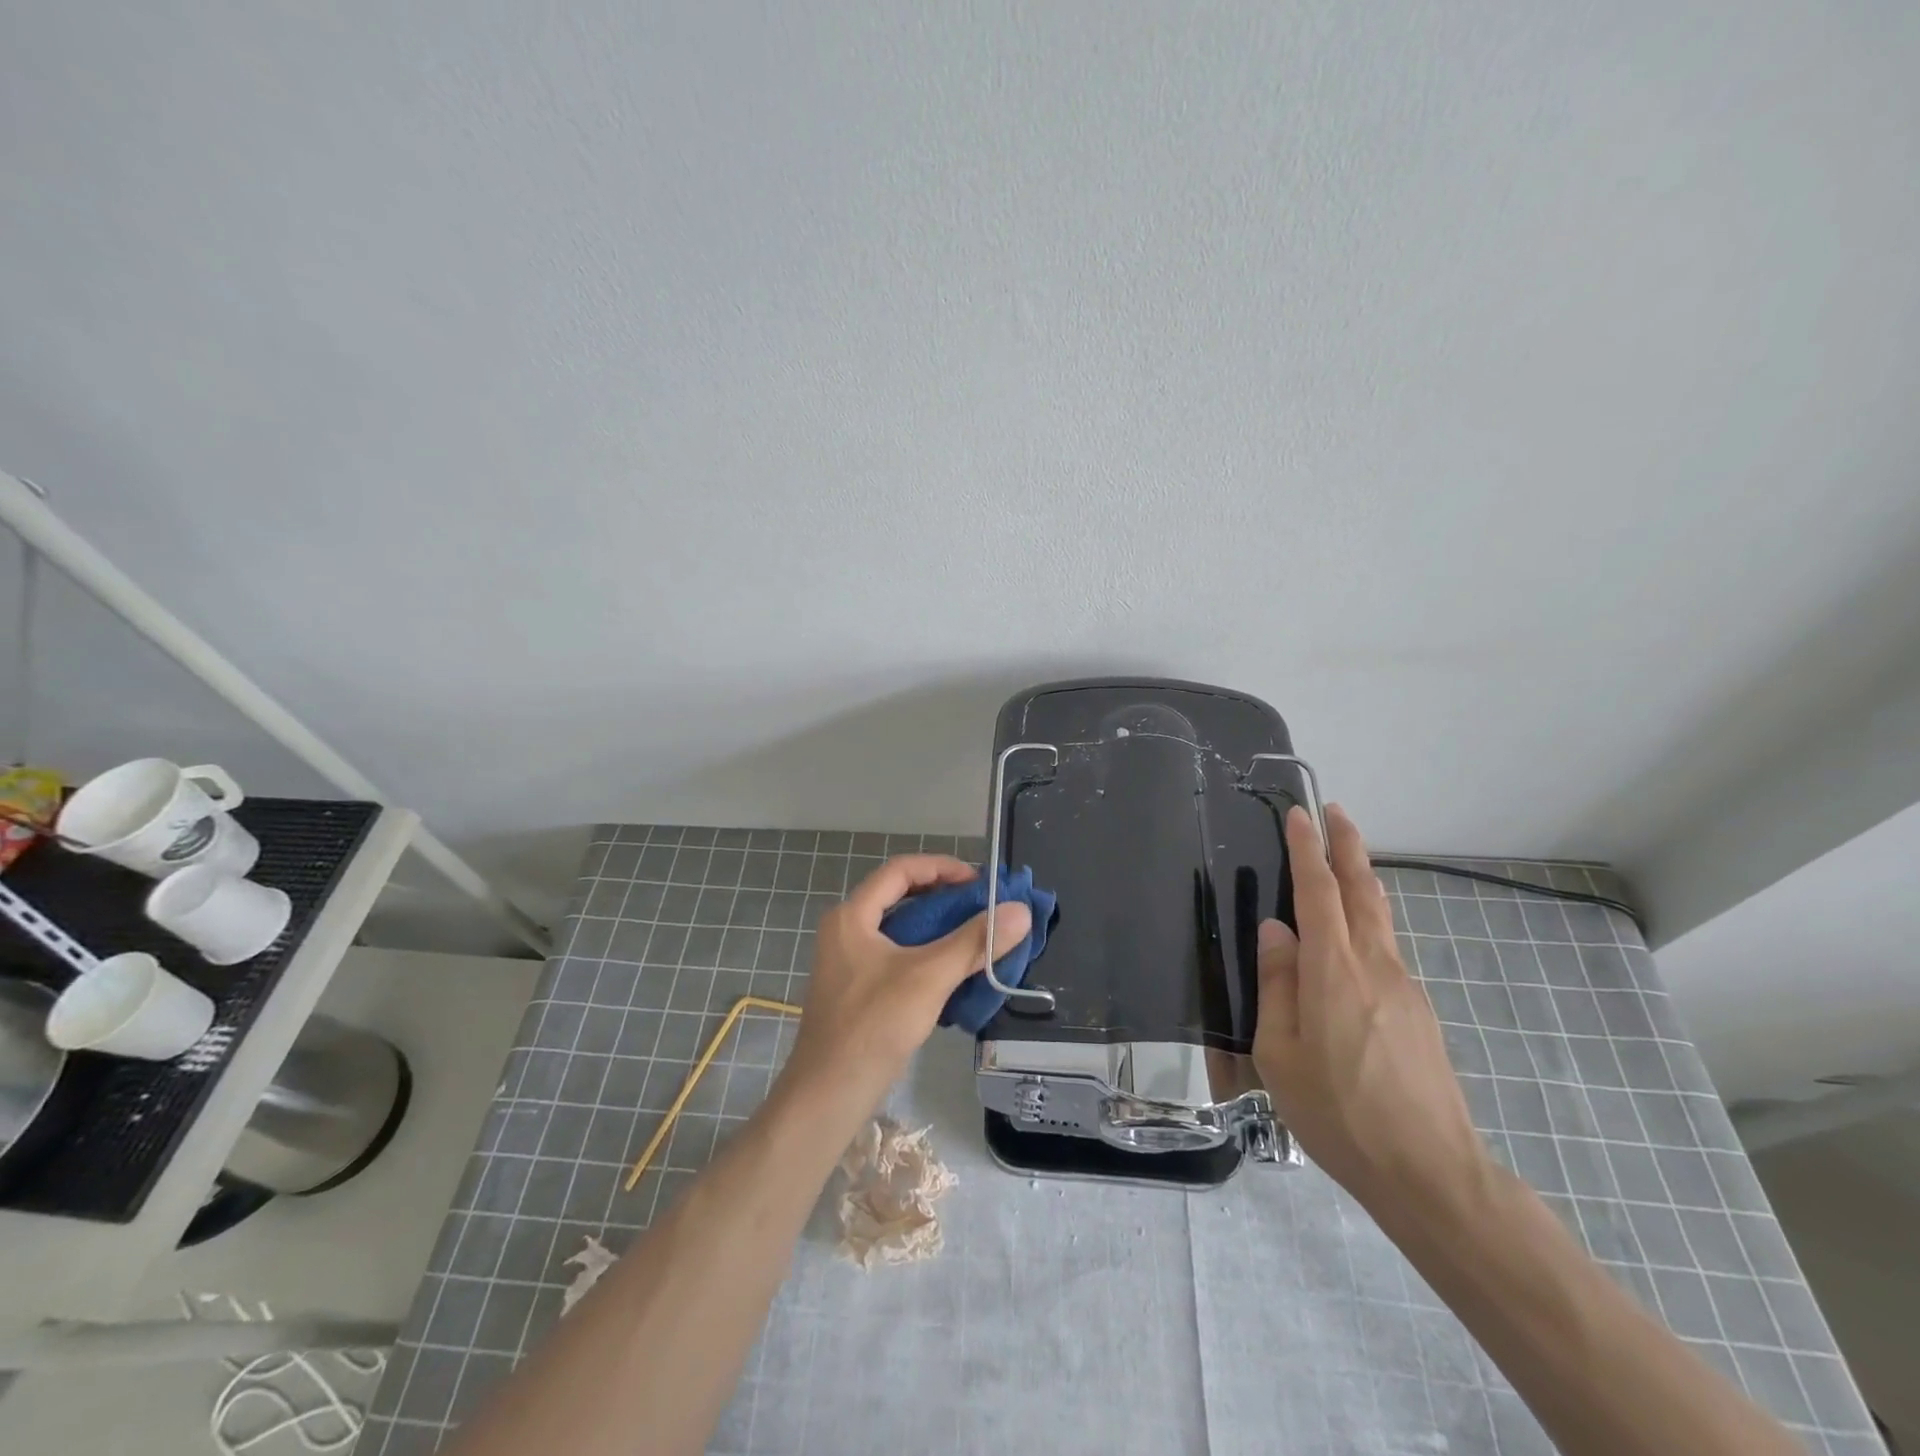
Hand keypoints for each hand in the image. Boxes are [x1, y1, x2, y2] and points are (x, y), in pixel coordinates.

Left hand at [780, 855, 1031, 1109]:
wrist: (829, 1095)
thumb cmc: (874, 1025)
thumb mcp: (929, 977)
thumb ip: (974, 942)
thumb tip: (1020, 911)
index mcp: (853, 916)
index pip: (900, 870)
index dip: (941, 867)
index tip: (978, 881)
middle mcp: (847, 930)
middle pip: (901, 897)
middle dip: (944, 898)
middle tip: (984, 907)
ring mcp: (850, 962)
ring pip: (901, 930)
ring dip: (939, 928)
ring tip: (977, 936)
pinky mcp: (858, 989)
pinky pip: (898, 957)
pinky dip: (927, 955)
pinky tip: (955, 970)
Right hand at [1254, 804, 1490, 1213]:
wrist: (1430, 1173)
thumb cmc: (1338, 1112)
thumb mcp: (1280, 1053)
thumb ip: (1277, 985)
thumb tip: (1276, 931)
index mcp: (1333, 971)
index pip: (1319, 892)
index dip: (1308, 850)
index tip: (1300, 814)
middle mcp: (1375, 966)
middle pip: (1363, 891)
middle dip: (1349, 847)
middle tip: (1336, 813)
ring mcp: (1404, 988)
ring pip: (1380, 919)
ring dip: (1361, 881)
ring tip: (1344, 862)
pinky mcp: (1419, 1013)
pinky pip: (1386, 951)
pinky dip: (1368, 924)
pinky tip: (1352, 944)